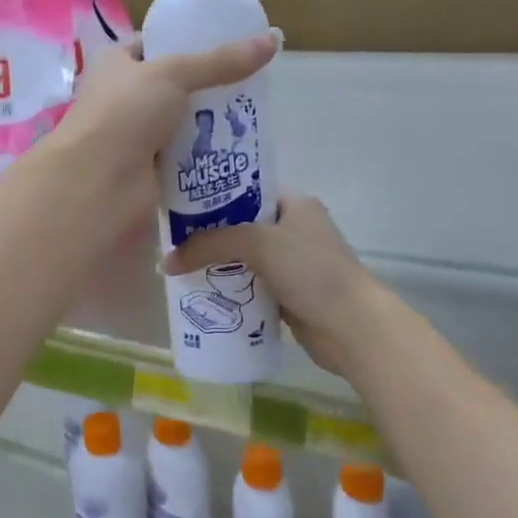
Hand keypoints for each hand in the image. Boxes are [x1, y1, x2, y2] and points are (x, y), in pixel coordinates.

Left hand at [54, 32, 278, 223]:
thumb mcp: (174, 74)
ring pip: (179, 124)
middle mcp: (121, 99)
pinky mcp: (148, 171)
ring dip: (208, 124)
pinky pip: (183, 158)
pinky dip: (204, 156)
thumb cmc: (125, 114)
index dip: (184, 42)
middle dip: (205, 88)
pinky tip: (234, 151)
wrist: (100, 184)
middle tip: (247, 85)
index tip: (225, 45)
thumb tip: (273, 39)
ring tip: (248, 117)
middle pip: (171, 87)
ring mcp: (134, 137)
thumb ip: (221, 61)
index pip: (152, 45)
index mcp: (115, 64)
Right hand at [162, 194, 385, 375]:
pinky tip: (203, 294)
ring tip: (180, 268)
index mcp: (296, 204)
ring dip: (218, 265)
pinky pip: (251, 286)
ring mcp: (293, 265)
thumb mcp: (258, 243)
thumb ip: (211, 244)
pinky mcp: (288, 295)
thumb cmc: (310, 271)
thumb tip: (167, 262)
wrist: (350, 327)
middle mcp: (295, 229)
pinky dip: (231, 290)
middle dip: (210, 235)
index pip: (248, 190)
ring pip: (245, 259)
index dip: (215, 195)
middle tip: (173, 240)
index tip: (180, 205)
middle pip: (242, 226)